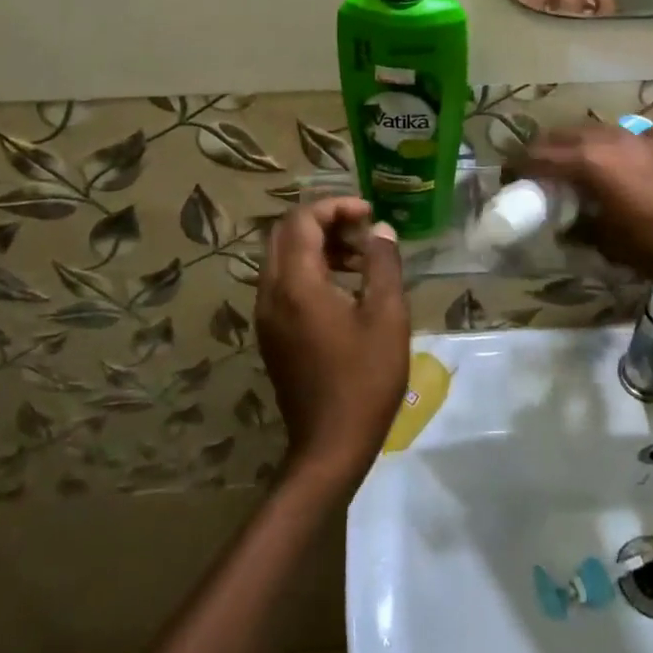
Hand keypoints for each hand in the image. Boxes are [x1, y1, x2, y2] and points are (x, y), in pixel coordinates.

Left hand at [254, 198, 409, 496]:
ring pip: (282, 258)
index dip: (336, 206)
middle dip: (324, 221)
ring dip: (317, 245)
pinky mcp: (270, 333)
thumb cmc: (364, 380)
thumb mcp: (386, 317)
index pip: (302, 220)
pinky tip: (343, 288)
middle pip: (285, 233)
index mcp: (296, 284)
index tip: (369, 213)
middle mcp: (271, 293)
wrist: (329, 447)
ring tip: (359, 258)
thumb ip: (383, 264)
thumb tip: (380, 229)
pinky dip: (308, 269)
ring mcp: (266, 315)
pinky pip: (282, 283)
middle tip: (362, 230)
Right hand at [512, 123, 652, 294]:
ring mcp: (639, 137)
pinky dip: (617, 146)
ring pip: (595, 131)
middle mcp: (609, 139)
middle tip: (536, 173)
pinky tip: (622, 161)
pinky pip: (630, 136)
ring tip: (574, 166)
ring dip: (578, 145)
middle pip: (563, 136)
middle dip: (544, 151)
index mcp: (588, 161)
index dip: (519, 167)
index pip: (538, 156)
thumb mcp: (608, 244)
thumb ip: (579, 228)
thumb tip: (566, 227)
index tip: (510, 179)